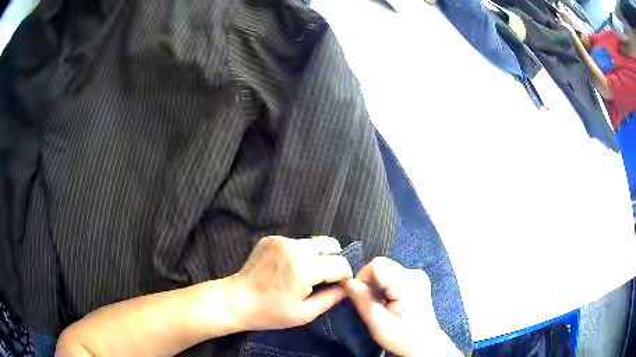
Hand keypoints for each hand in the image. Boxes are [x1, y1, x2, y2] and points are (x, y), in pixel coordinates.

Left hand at [224, 236, 352, 330]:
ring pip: (313, 243)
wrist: (236, 301)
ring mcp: (281, 240)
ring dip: (316, 257)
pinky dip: (299, 254)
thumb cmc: (270, 313)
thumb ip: (331, 299)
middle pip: (330, 245)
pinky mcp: (271, 239)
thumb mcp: (304, 313)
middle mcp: (295, 247)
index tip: (339, 287)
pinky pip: (296, 243)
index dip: (345, 276)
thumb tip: (347, 288)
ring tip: (304, 275)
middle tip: (323, 279)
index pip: (340, 263)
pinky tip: (288, 269)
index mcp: (305, 267)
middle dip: (333, 261)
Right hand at [344, 257, 458, 356]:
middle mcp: (415, 273)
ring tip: (384, 305)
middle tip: (375, 305)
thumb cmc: (402, 337)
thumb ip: (363, 301)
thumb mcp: (378, 324)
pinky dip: (385, 287)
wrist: (425, 343)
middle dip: (371, 283)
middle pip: (381, 266)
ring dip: (378, 286)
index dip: (363, 278)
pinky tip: (391, 302)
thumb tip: (348, 282)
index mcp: (408, 283)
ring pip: (385, 270)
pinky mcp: (417, 279)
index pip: (377, 264)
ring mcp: (418, 275)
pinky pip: (392, 274)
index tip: (362, 298)